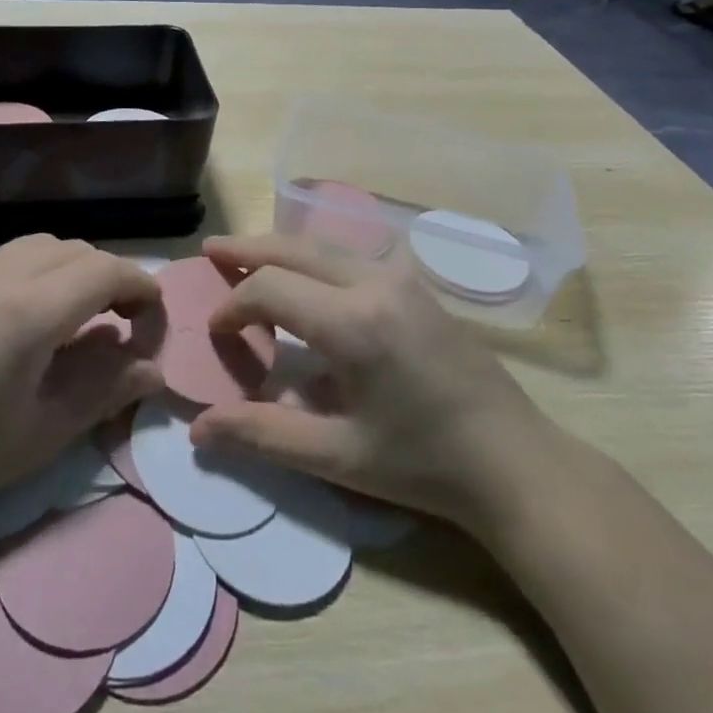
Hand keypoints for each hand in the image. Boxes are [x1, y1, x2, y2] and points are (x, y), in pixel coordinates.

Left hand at [0, 237, 165, 531]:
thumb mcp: (43, 431)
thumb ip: (105, 390)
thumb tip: (153, 369)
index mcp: (30, 309)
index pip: (107, 271)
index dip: (142, 290)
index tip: (152, 325)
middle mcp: (1, 273)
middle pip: (77, 250)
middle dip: (111, 278)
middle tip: (120, 326)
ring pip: (42, 246)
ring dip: (73, 270)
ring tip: (76, 319)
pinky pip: (8, 257)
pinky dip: (38, 272)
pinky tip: (27, 319)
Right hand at [190, 234, 563, 538]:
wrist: (515, 464)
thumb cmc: (422, 465)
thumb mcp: (337, 457)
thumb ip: (262, 435)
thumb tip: (197, 428)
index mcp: (352, 322)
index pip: (270, 288)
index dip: (233, 305)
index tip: (216, 332)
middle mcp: (375, 283)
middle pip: (295, 249)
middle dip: (248, 250)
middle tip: (211, 251)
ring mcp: (402, 280)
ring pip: (325, 247)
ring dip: (282, 250)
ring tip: (247, 255)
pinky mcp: (418, 287)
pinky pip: (352, 257)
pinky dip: (315, 258)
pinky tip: (306, 276)